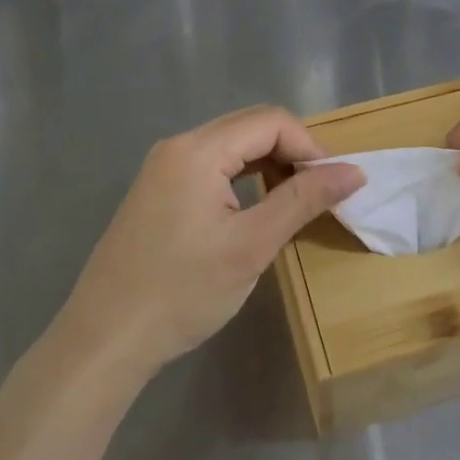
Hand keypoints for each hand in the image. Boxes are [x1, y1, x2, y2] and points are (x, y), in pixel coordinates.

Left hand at [57, 106, 363, 381]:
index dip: (310, 146)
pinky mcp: (158, 190)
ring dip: (269, 163)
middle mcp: (177, 145)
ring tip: (294, 201)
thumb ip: (303, 200)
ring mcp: (163, 167)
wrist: (105, 339)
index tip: (334, 186)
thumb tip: (354, 171)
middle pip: (250, 126)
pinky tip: (256, 208)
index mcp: (197, 149)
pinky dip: (244, 177)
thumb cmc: (182, 292)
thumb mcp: (252, 246)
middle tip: (319, 193)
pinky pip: (212, 165)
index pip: (271, 121)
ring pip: (232, 145)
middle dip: (292, 151)